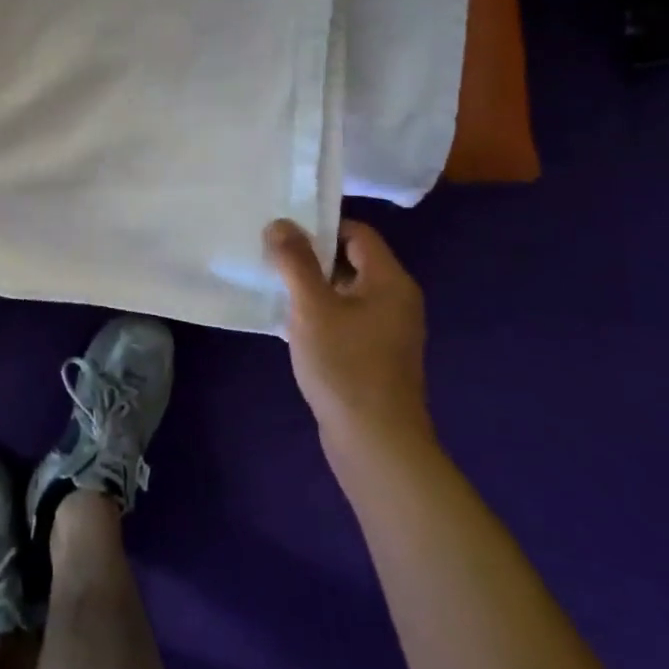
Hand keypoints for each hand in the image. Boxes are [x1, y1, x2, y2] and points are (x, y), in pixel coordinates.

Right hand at [265, 217, 433, 461]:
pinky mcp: (375, 356)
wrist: (376, 444)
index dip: (321, 227)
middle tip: (273, 258)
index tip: (283, 234)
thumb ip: (295, 261)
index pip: (357, 233)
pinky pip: (346, 319)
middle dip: (311, 257)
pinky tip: (292, 325)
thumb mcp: (313, 307)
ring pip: (346, 291)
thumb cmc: (346, 366)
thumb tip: (281, 224)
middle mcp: (396, 300)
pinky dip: (321, 314)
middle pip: (352, 260)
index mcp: (390, 281)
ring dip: (313, 287)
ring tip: (276, 287)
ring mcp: (388, 331)